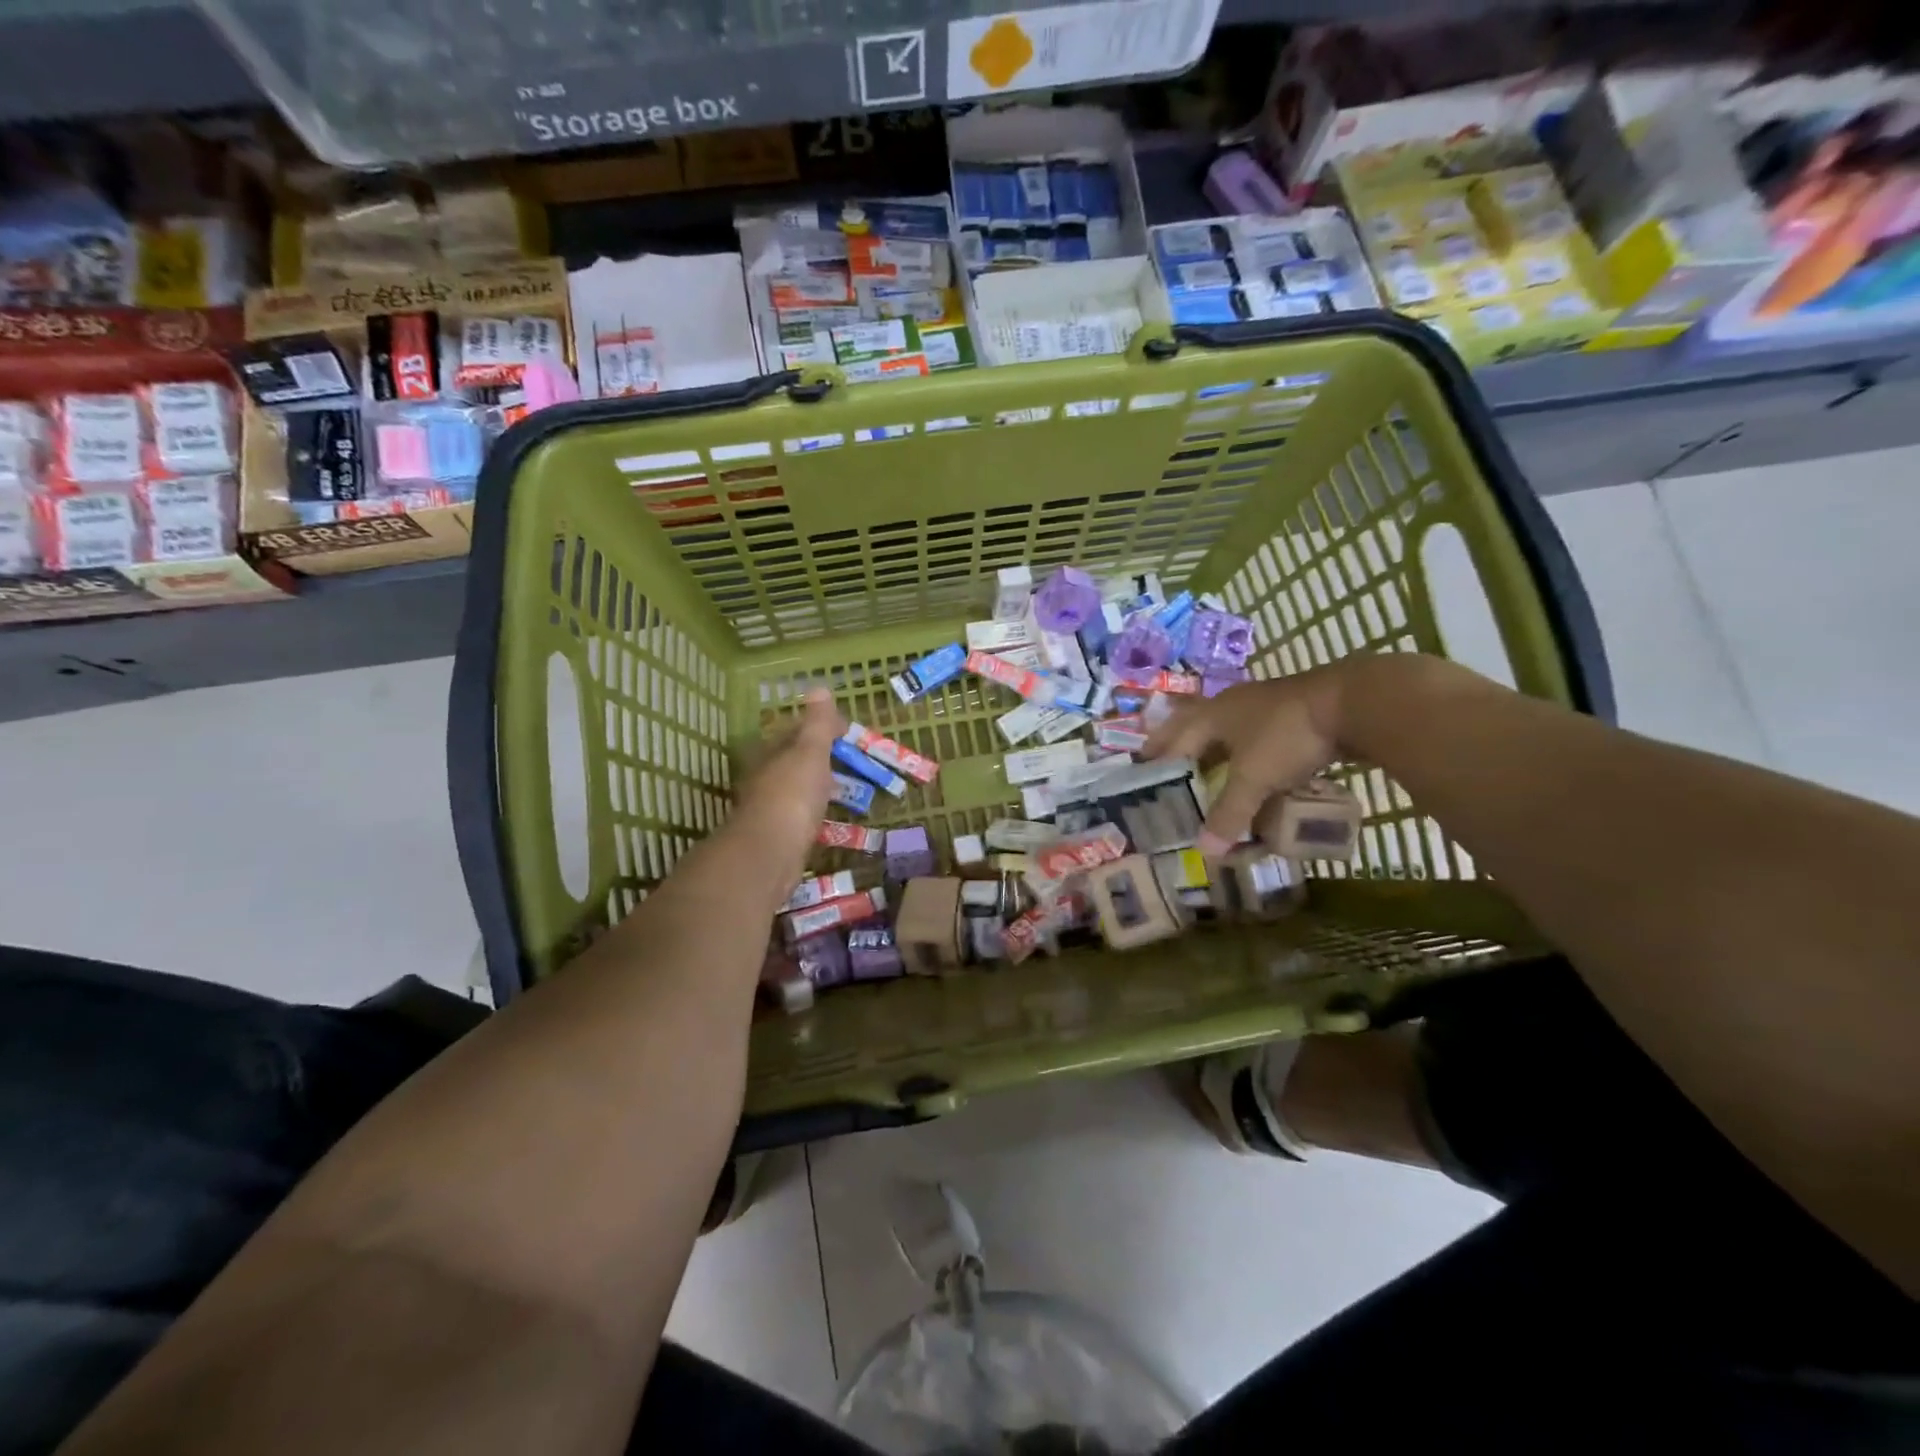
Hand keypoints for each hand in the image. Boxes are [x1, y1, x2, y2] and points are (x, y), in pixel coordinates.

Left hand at [726, 689, 843, 884]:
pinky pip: (803, 815)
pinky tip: (833, 818)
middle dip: (821, 757)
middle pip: (796, 760)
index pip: (797, 731)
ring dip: (820, 785)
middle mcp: (767, 777)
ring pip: (799, 788)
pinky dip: (818, 811)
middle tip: (853, 760)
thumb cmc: (791, 796)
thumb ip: (817, 724)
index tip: (849, 731)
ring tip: (850, 788)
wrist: (770, 854)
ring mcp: (772, 808)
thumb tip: (818, 686)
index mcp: (772, 753)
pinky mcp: (780, 835)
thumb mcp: (809, 753)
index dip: (822, 727)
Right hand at [1143, 668, 1344, 855]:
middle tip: (1160, 760)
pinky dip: (1245, 750)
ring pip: (1227, 728)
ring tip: (1203, 765)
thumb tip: (1204, 853)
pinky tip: (1251, 762)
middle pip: (1194, 724)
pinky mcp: (1291, 713)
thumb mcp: (1254, 778)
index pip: (1175, 737)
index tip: (1141, 769)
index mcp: (1213, 715)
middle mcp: (1232, 705)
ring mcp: (1263, 705)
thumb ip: (1229, 813)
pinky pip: (1255, 734)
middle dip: (1177, 743)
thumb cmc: (1288, 736)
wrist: (1352, 703)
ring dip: (1213, 746)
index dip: (1157, 756)